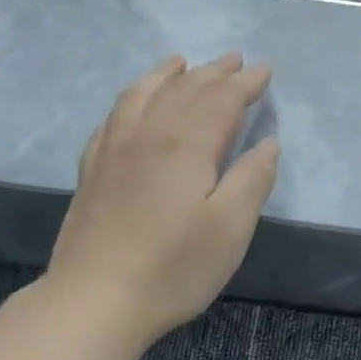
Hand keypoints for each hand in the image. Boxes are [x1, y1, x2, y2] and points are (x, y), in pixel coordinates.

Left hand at [44, 53, 278, 342]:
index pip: (221, 100)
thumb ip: (252, 180)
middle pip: (183, 90)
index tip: (264, 71)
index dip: (245, 84)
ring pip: (143, 94)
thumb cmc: (175, 267)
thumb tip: (267, 144)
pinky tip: (134, 104)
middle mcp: (148, 134)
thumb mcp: (231, 228)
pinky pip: (113, 117)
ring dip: (167, 75)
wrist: (96, 299)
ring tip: (181, 63)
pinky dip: (131, 98)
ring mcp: (114, 150)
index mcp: (186, 145)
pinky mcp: (93, 170)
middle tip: (234, 60)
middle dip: (213, 72)